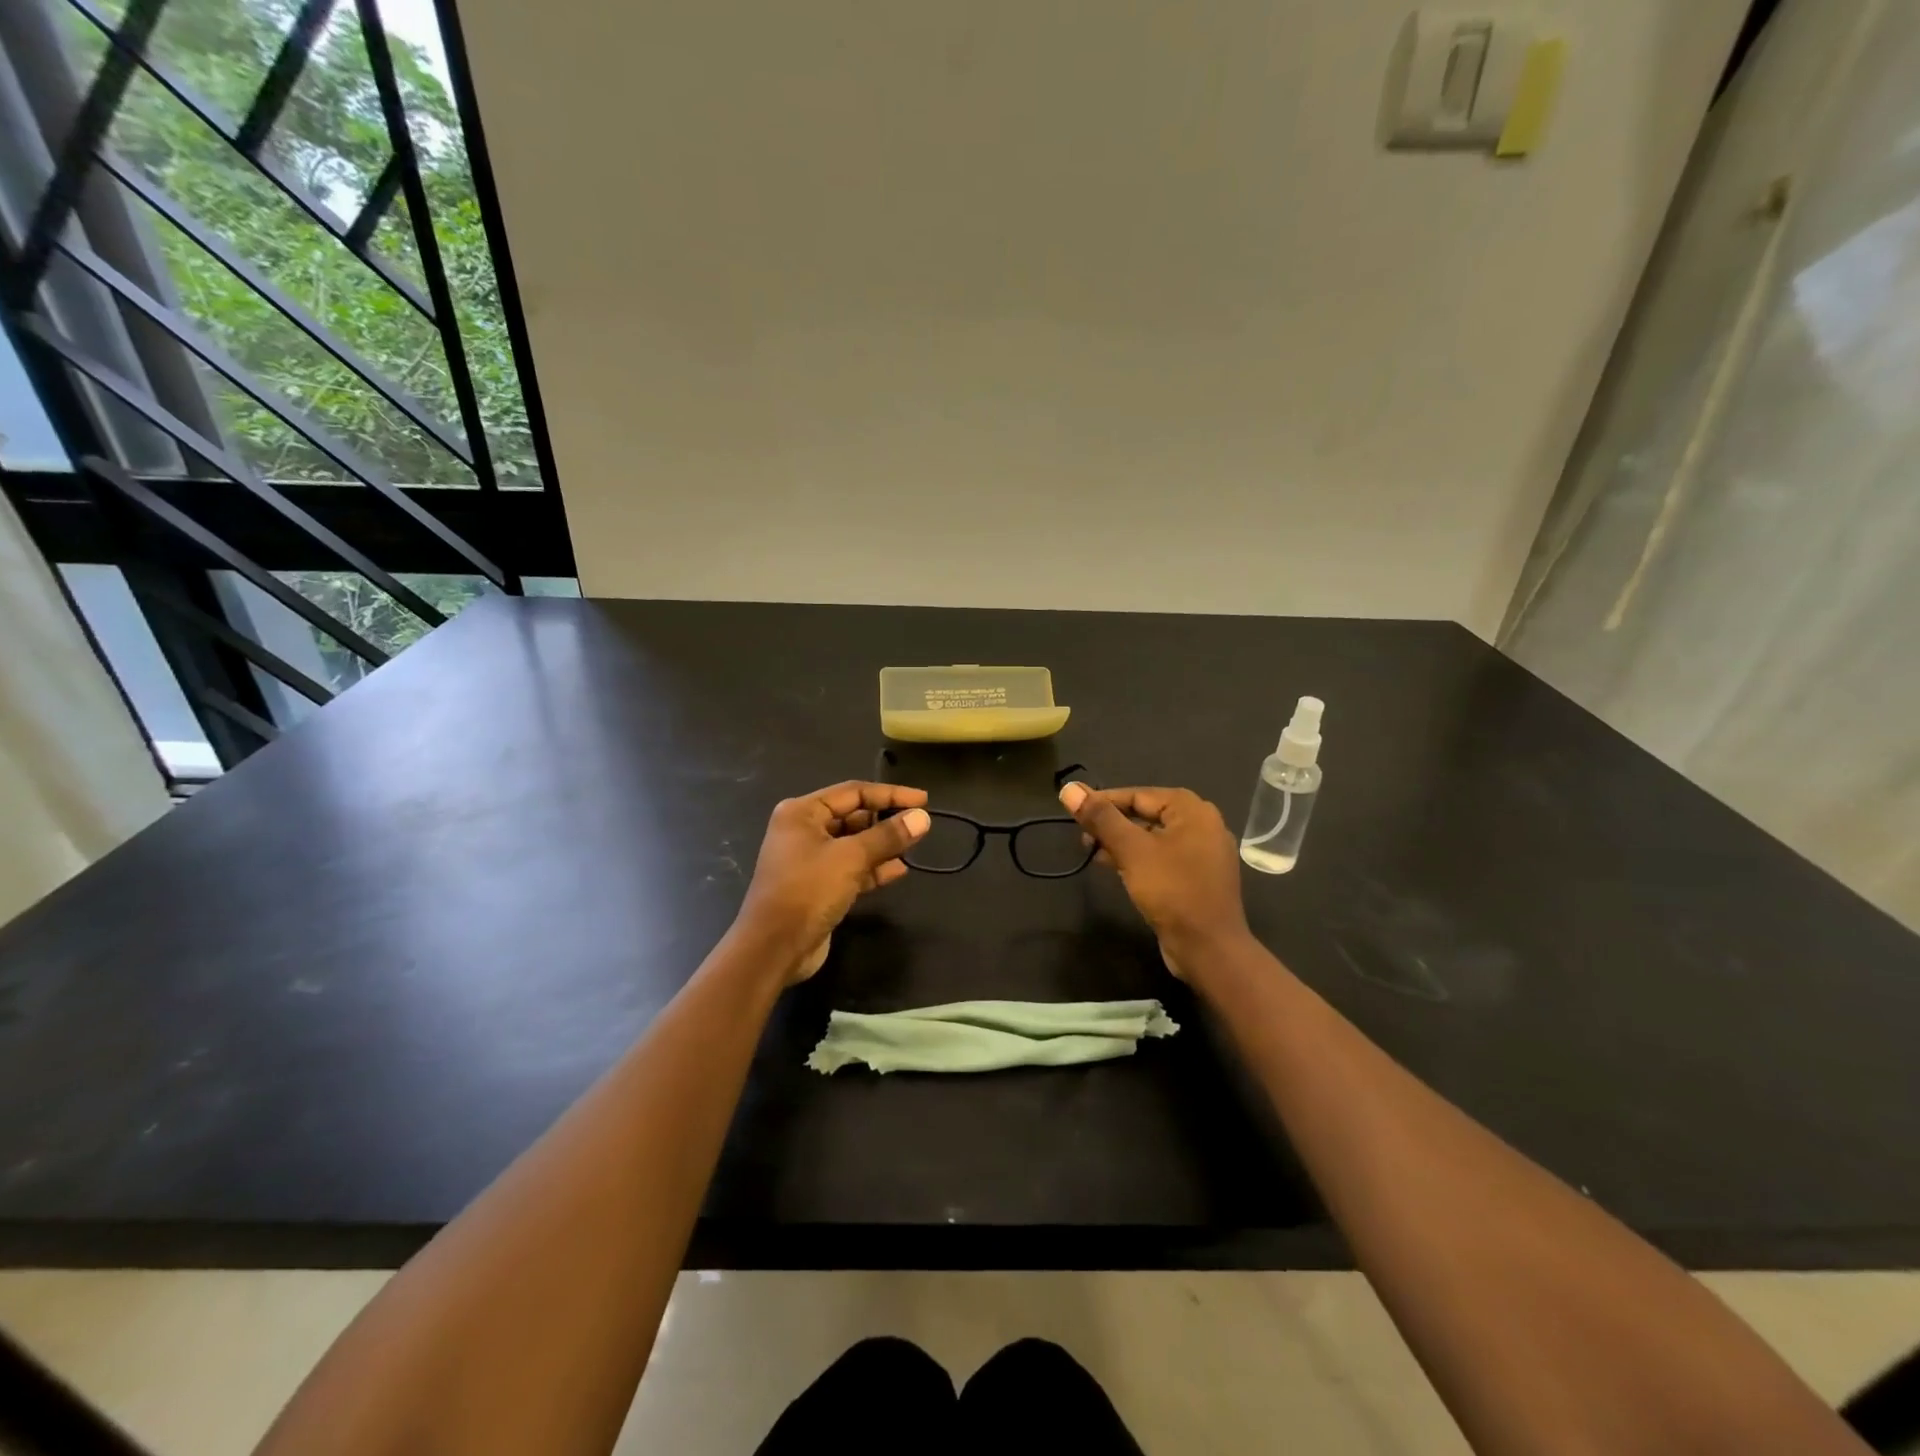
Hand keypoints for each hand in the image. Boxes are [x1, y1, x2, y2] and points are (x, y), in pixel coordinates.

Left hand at [736, 781, 930, 983]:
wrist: (774, 949)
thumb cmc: (808, 891)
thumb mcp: (851, 858)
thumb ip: (888, 836)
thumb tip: (922, 818)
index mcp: (802, 812)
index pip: (853, 792)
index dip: (891, 794)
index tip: (923, 801)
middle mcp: (803, 830)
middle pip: (853, 816)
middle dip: (886, 820)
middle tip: (919, 825)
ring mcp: (810, 860)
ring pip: (854, 844)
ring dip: (883, 845)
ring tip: (914, 846)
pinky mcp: (818, 886)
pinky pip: (852, 868)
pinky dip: (874, 868)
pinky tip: (899, 871)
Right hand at [1059, 783, 1250, 979]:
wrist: (1209, 948)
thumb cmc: (1171, 891)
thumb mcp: (1131, 850)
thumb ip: (1100, 818)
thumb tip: (1069, 789)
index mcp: (1192, 810)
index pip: (1137, 794)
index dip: (1102, 801)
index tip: (1073, 810)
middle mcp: (1202, 824)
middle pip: (1147, 813)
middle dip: (1112, 823)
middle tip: (1082, 836)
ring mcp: (1203, 852)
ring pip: (1153, 837)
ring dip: (1122, 842)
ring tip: (1092, 852)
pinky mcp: (1198, 877)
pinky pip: (1162, 857)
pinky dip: (1138, 858)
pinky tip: (1115, 868)